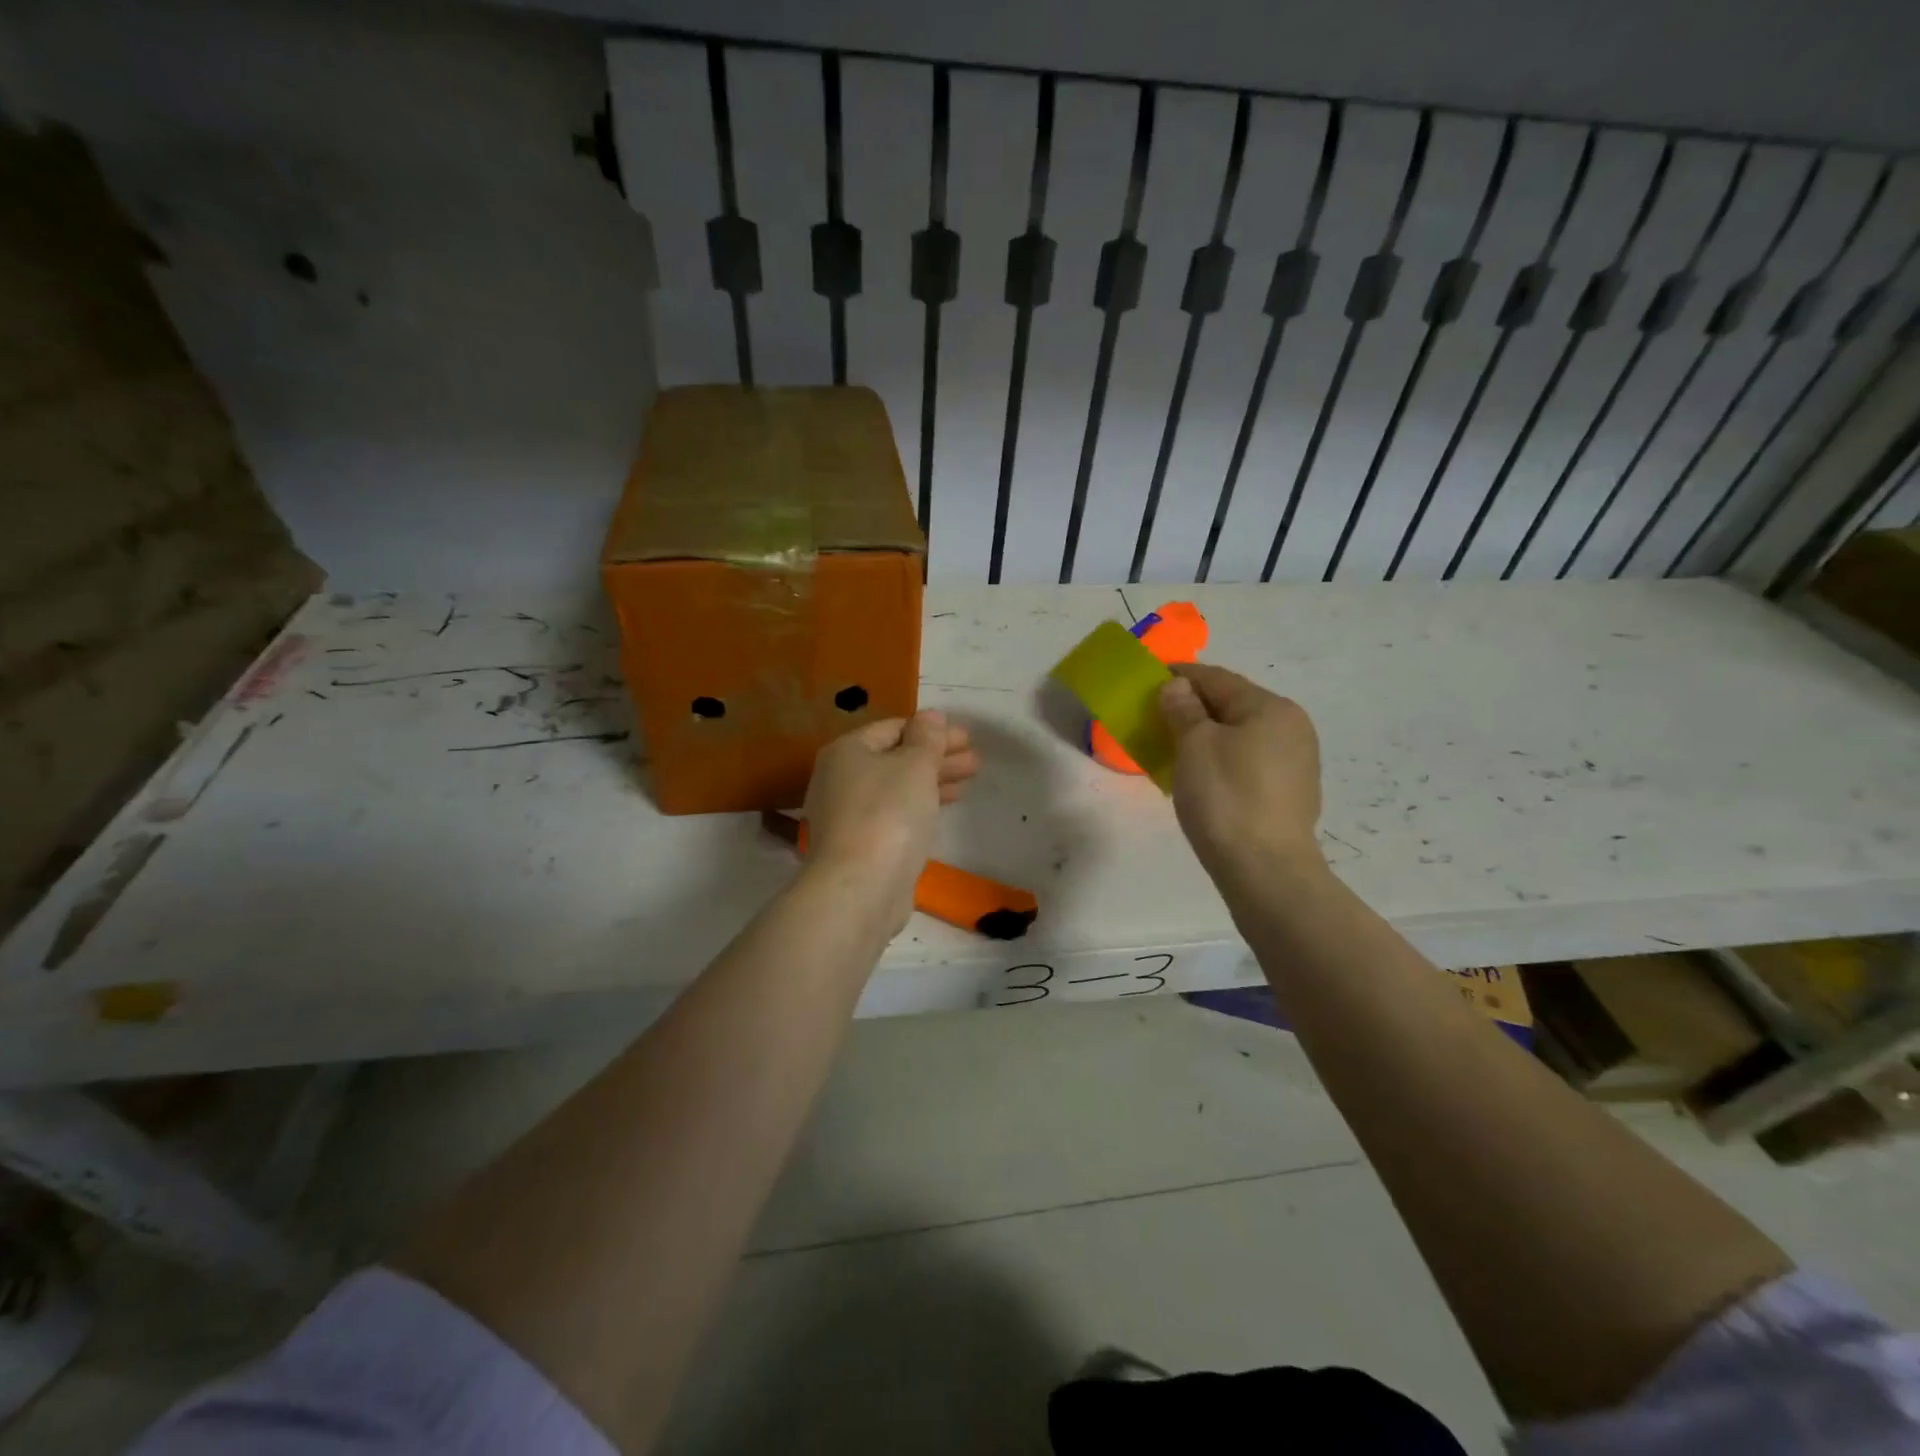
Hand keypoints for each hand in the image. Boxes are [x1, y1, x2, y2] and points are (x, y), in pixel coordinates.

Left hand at [801, 711, 979, 927]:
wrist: (860, 888)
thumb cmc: (888, 814)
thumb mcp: (915, 766)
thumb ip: (927, 738)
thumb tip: (930, 716)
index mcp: (846, 752)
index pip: (893, 728)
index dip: (932, 730)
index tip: (967, 738)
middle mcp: (840, 779)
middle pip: (896, 758)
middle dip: (937, 757)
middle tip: (976, 760)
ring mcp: (848, 815)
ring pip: (897, 788)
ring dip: (934, 781)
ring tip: (970, 781)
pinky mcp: (860, 845)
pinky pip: (895, 814)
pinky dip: (920, 806)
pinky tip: (943, 808)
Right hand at [1159, 663, 1323, 881]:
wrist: (1265, 870)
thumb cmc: (1226, 798)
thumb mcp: (1194, 746)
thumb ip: (1183, 709)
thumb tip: (1178, 686)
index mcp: (1271, 708)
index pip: (1217, 679)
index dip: (1181, 675)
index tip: (1150, 677)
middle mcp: (1292, 727)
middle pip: (1233, 705)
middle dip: (1194, 706)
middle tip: (1157, 715)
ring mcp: (1297, 761)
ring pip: (1242, 734)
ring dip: (1208, 734)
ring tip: (1175, 746)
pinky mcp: (1291, 792)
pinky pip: (1250, 760)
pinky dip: (1223, 757)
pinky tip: (1202, 774)